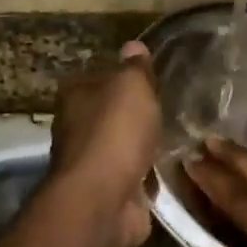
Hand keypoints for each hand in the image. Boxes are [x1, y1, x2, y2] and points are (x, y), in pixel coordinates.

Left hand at [46, 41, 160, 246]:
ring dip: (141, 146)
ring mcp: (90, 163)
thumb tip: (133, 47)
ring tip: (173, 138)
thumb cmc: (115, 132)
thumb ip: (135, 68)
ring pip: (121, 146)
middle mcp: (75, 128)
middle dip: (132, 115)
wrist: (104, 199)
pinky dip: (146, 174)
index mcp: (74, 96)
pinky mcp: (108, 192)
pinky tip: (168, 169)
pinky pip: (133, 175)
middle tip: (167, 109)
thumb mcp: (132, 87)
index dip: (121, 78)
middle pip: (108, 114)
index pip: (97, 77)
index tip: (148, 81)